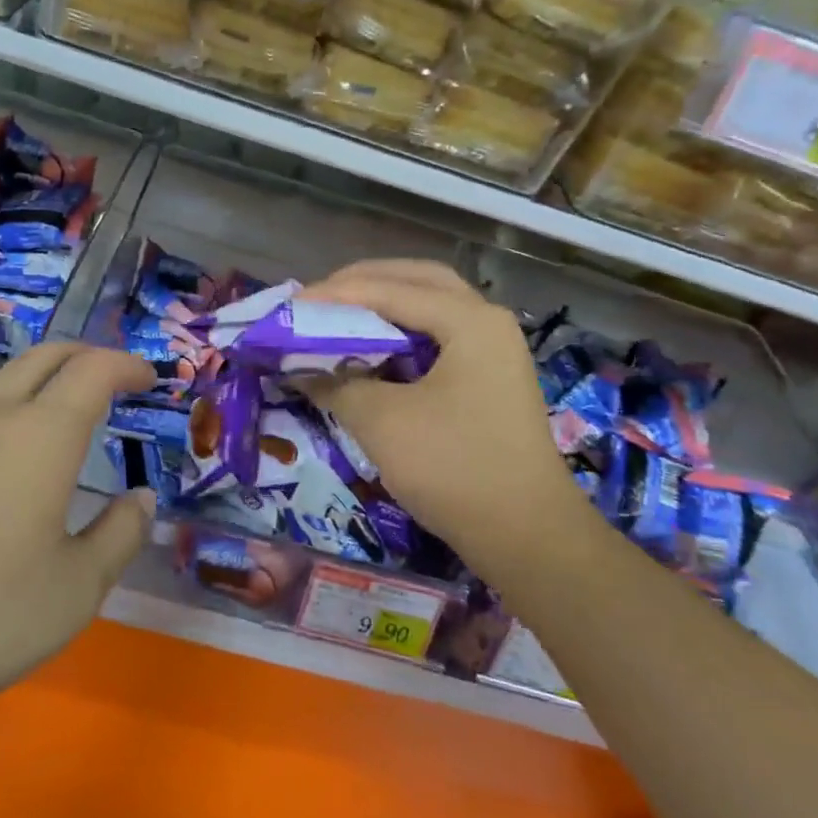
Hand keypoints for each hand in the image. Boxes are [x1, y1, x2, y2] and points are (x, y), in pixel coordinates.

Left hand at [0, 343, 157, 754]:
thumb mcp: (76, 590)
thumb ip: (120, 536)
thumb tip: (140, 500)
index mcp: (42, 435)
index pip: (94, 370)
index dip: (128, 365)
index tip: (150, 380)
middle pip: (46, 356)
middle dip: (88, 356)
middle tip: (117, 381)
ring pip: (6, 381)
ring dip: (47, 382)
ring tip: (72, 420)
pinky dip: (13, 412)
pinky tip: (14, 463)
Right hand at [301, 260, 585, 582]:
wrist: (527, 537)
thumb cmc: (455, 469)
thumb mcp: (383, 423)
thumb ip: (336, 383)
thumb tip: (300, 367)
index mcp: (469, 320)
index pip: (391, 289)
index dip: (335, 295)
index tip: (289, 305)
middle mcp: (486, 322)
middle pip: (418, 281)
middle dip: (364, 284)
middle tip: (318, 299)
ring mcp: (492, 351)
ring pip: (430, 308)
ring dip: (384, 306)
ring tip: (338, 317)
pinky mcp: (488, 379)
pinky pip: (437, 338)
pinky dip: (401, 336)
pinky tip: (371, 351)